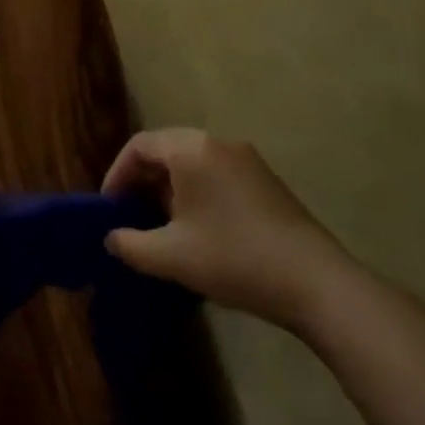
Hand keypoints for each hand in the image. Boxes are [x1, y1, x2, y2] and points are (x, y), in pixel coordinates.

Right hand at [102, 128, 351, 331]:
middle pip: (166, 150)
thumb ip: (130, 244)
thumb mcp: (171, 257)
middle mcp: (218, 143)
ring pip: (193, 163)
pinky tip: (198, 230)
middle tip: (131, 217)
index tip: (109, 209)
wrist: (315, 282)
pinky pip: (216, 174)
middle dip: (143, 182)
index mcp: (191, 149)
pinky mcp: (265, 180)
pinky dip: (197, 193)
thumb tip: (112, 238)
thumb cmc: (233, 258)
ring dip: (170, 189)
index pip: (140, 145)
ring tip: (162, 227)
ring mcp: (246, 160)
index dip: (117, 174)